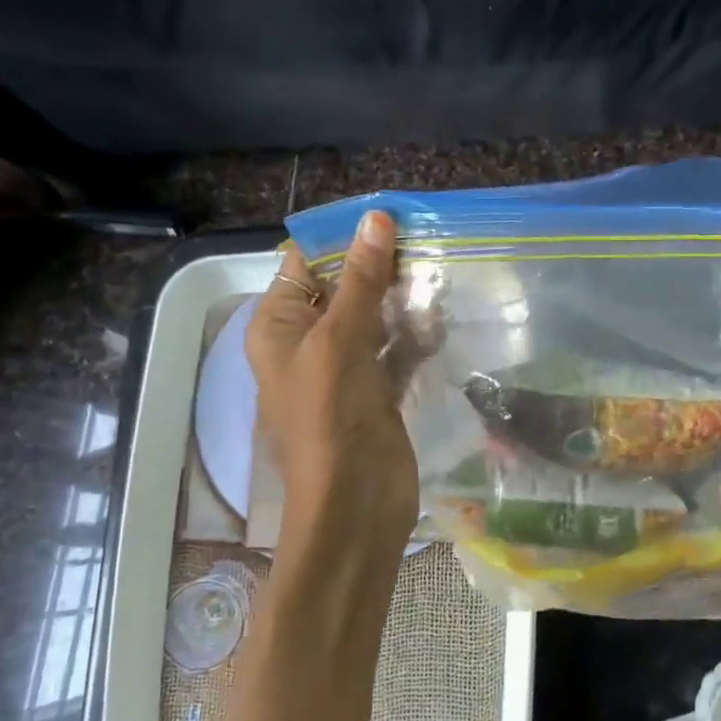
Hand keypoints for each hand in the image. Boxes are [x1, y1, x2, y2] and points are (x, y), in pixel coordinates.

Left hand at [245, 212, 418, 572]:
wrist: (355, 504)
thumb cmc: (331, 418)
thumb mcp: (340, 340)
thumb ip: (360, 281)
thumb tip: (376, 218)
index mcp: (278, 326)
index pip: (304, 264)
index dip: (342, 238)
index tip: (389, 216)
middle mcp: (307, 342)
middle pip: (344, 288)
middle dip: (380, 267)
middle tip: (425, 240)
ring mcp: (345, 369)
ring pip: (375, 318)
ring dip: (403, 300)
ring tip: (439, 274)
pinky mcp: (378, 391)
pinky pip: (396, 350)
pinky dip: (416, 336)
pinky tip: (442, 321)